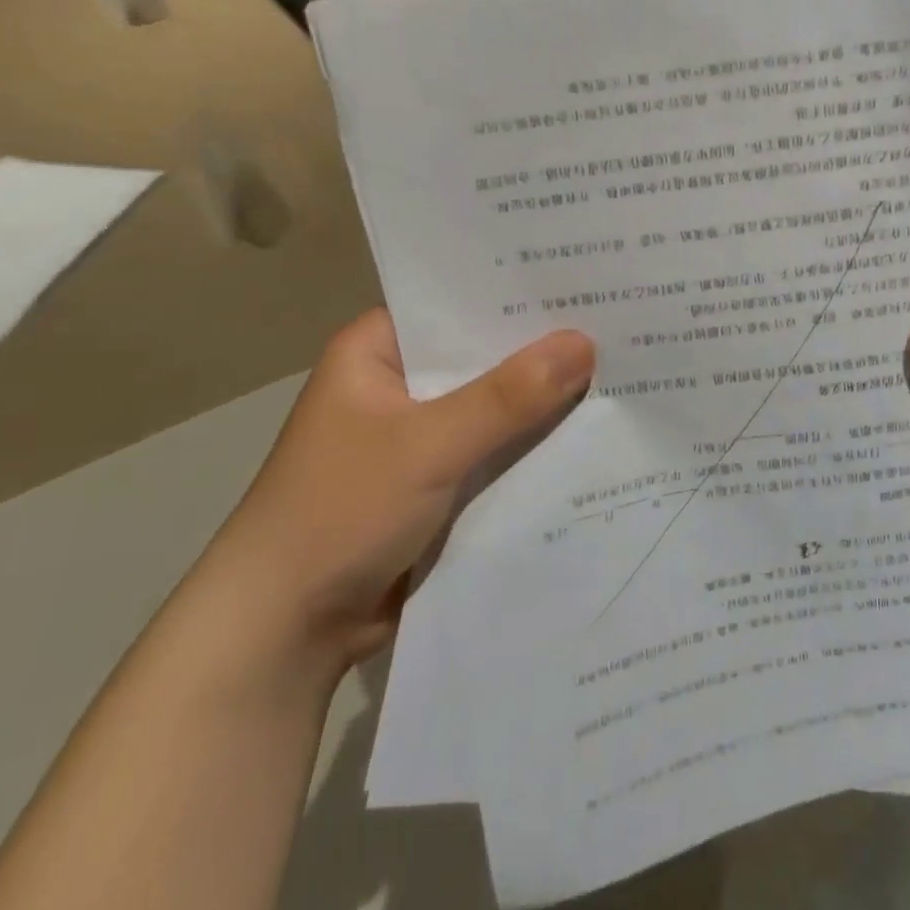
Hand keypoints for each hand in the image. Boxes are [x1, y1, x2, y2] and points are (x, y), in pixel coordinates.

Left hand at [203, 309, 594, 670]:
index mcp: (378, 351)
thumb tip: (585, 343)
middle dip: (542, 351)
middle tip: (619, 324)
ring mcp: (420, 436)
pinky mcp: (438, 482)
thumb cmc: (340, 512)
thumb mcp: (428, 445)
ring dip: (542, 402)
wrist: (285, 632)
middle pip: (483, 356)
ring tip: (625, 372)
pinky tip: (591, 434)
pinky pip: (495, 451)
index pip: (458, 303)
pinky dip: (530, 447)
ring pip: (494, 407)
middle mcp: (400, 384)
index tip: (584, 278)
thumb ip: (508, 396)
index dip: (518, 294)